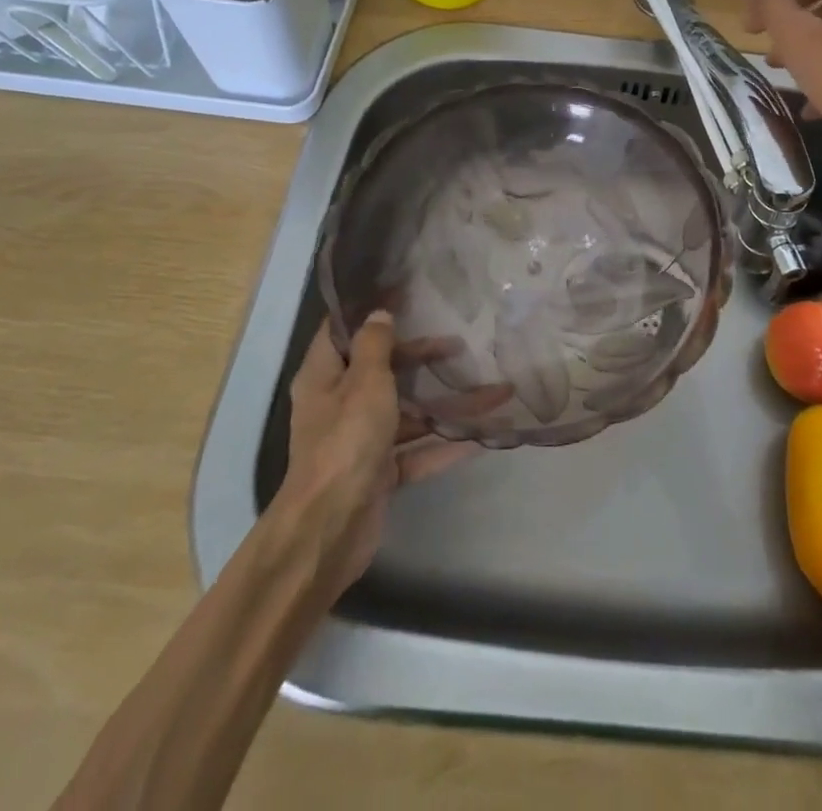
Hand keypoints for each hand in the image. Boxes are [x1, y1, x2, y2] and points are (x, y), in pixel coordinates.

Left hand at [272, 315, 476, 599]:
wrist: (329, 529)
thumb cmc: (345, 441)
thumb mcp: (364, 382)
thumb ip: (375, 345)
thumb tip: (380, 314)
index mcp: (325, 377)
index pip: (344, 332)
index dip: (372, 312)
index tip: (406, 293)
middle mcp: (341, 405)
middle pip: (386, 371)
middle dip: (424, 359)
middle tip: (461, 345)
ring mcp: (362, 441)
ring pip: (410, 413)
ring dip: (449, 405)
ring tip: (496, 393)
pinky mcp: (381, 473)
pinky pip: (418, 450)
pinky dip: (447, 444)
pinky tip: (483, 437)